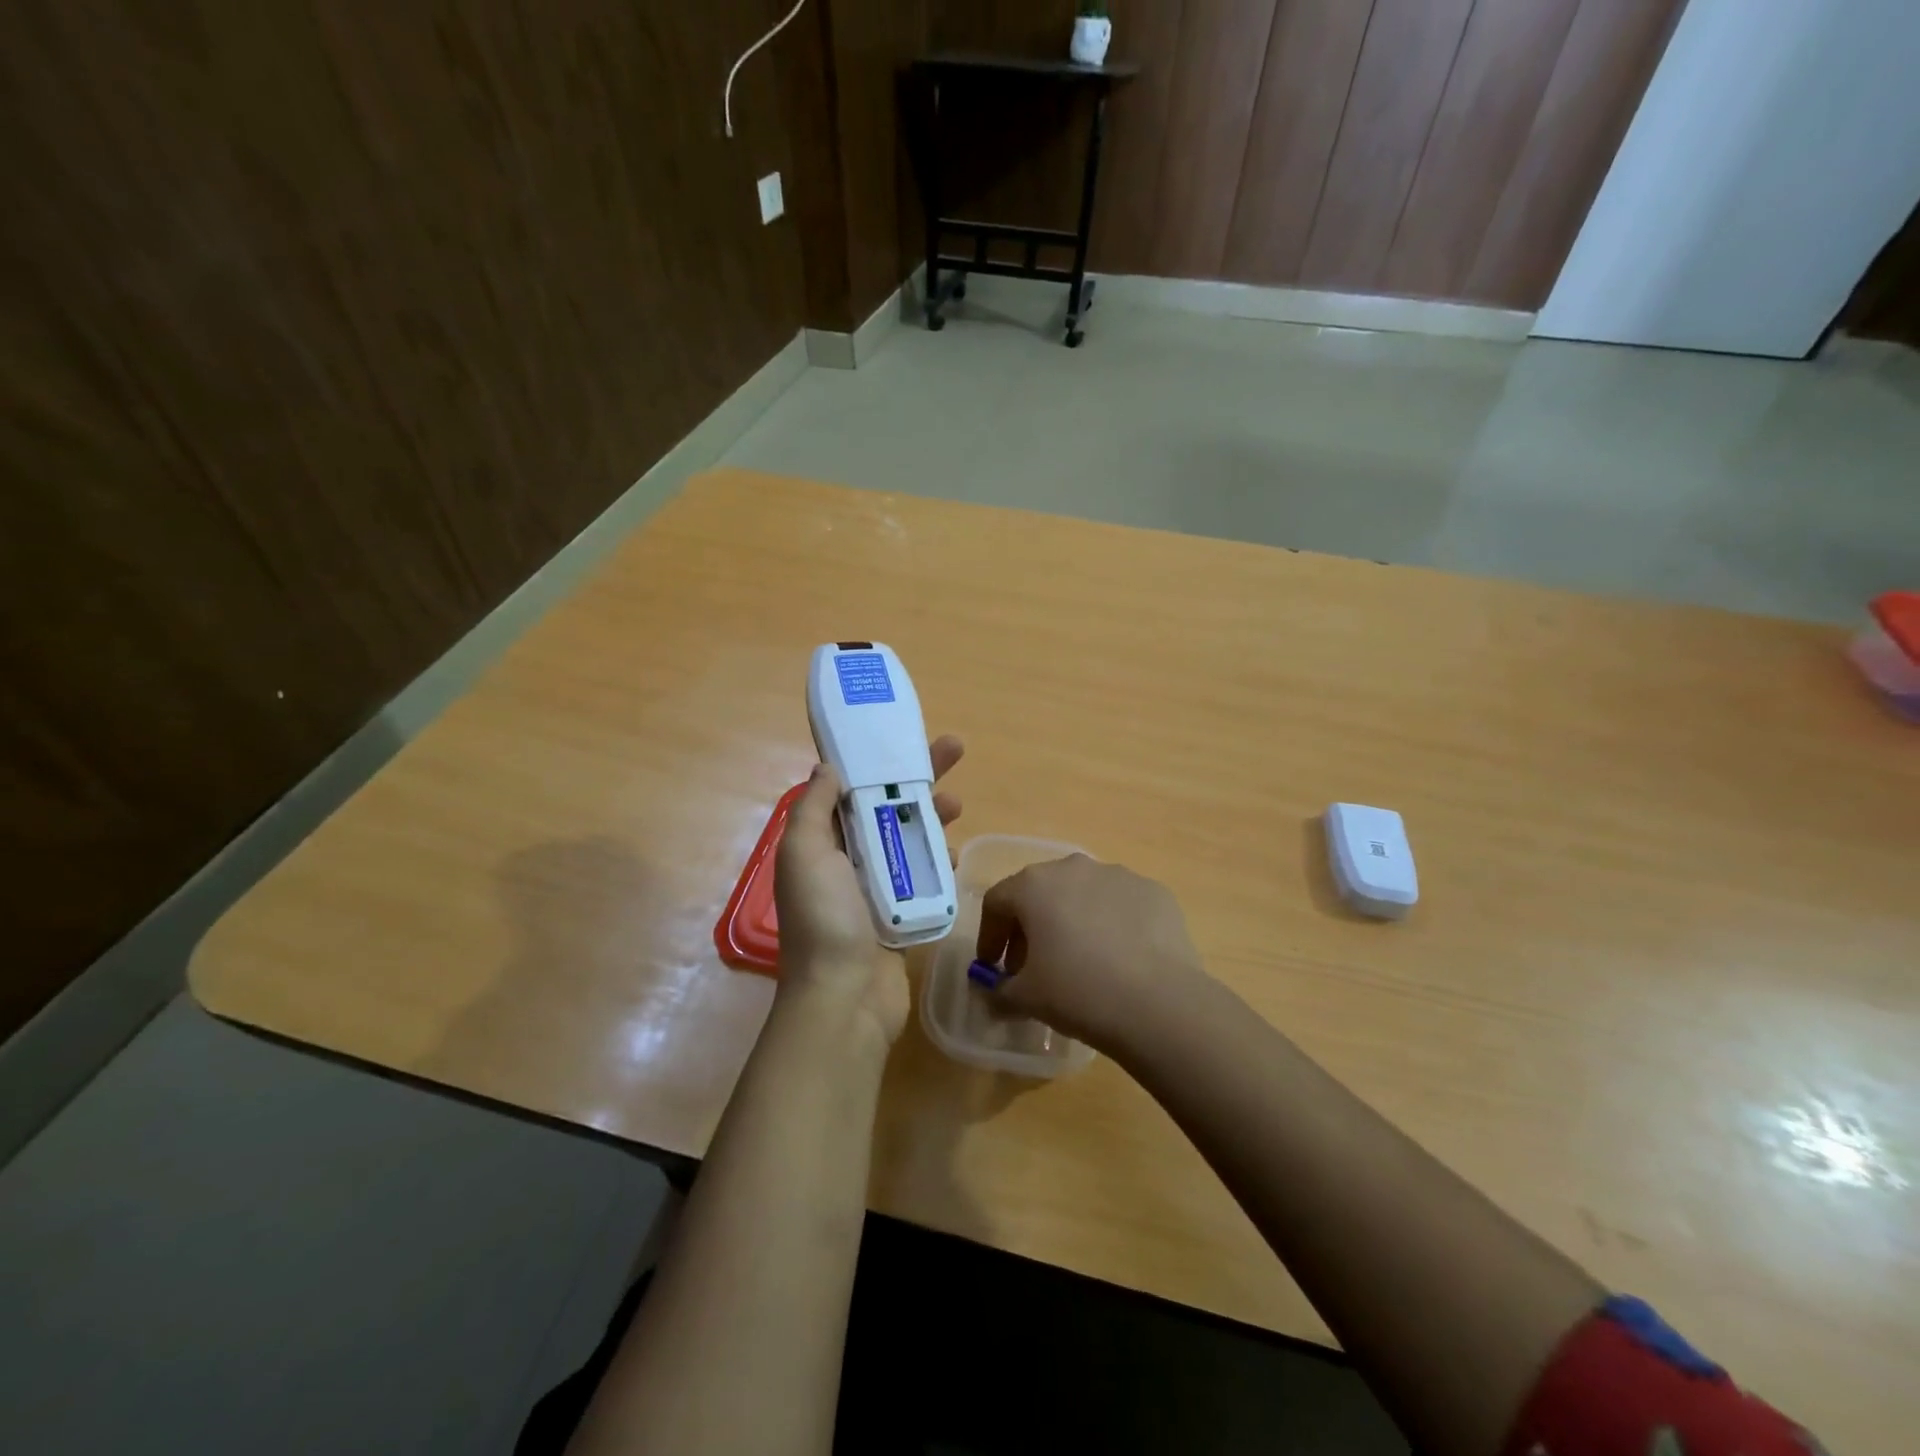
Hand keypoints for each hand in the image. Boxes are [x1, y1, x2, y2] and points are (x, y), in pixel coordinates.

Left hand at [774, 735, 963, 1044]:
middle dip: (917, 778)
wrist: (845, 999)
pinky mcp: (900, 913)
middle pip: (885, 806)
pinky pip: (922, 877)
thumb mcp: (805, 853)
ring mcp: (874, 888)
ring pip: (908, 839)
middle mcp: (846, 860)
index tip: (903, 737)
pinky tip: (954, 855)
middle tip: (954, 750)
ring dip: (932, 817)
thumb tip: (828, 767)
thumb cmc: (824, 919)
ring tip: (958, 804)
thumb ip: (814, 808)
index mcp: (821, 842)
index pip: (850, 788)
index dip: (876, 760)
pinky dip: (938, 862)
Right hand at [975, 855, 1206, 1055]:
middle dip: (1031, 928)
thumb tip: (995, 994)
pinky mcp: (1154, 891)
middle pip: (1040, 893)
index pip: (997, 902)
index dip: (990, 936)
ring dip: (1073, 922)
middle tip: (1034, 967)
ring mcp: (1118, 875)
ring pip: (1082, 895)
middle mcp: (1073, 868)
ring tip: (1081, 963)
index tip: (994, 967)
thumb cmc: (1078, 992)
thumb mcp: (1025, 999)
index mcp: (1034, 885)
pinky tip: (1120, 960)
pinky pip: (1120, 905)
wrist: (1159, 1002)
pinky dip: (1112, 925)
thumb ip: (999, 992)